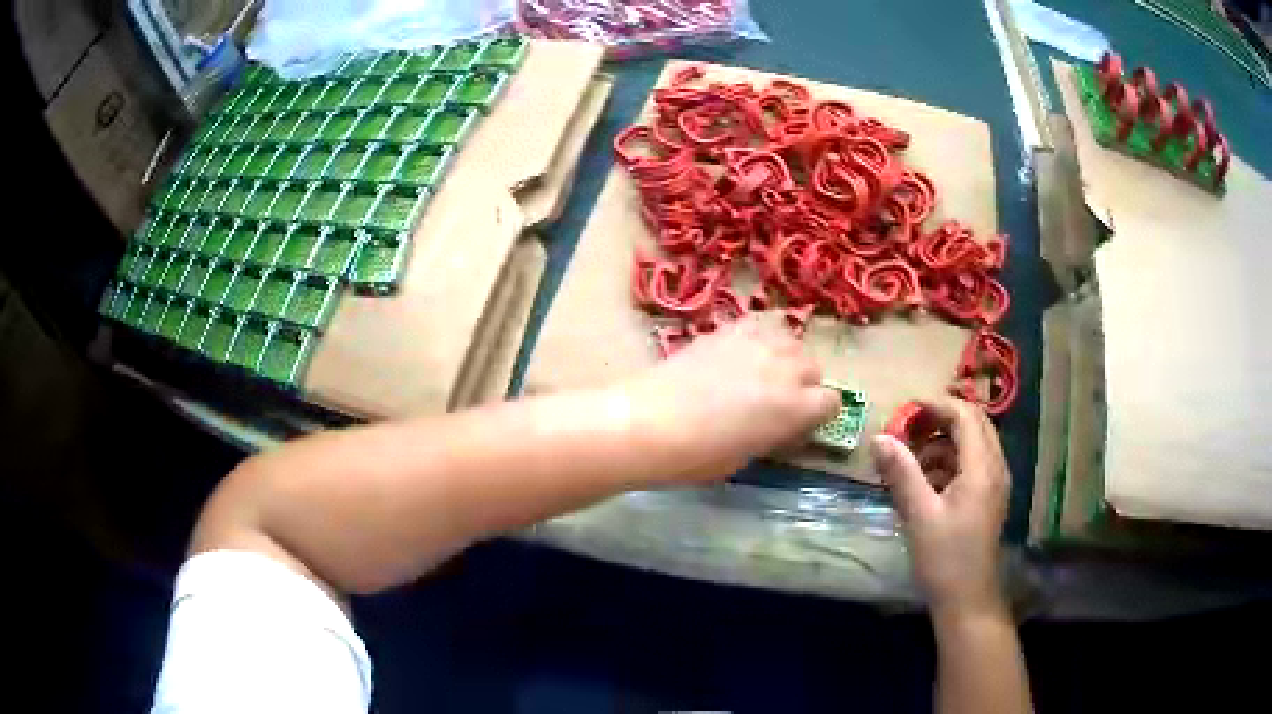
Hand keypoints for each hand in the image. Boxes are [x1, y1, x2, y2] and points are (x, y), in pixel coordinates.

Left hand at [620, 316, 839, 484]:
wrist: (647, 422)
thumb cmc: (696, 456)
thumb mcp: (747, 456)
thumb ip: (775, 433)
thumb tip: (780, 424)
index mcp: (795, 408)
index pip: (832, 402)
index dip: (817, 414)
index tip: (800, 424)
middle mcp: (785, 369)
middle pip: (813, 366)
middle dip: (803, 384)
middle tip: (777, 402)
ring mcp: (757, 342)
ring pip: (790, 340)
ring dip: (784, 357)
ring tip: (762, 373)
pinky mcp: (728, 328)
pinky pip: (761, 324)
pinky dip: (760, 337)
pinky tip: (743, 352)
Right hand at [871, 397, 1009, 617]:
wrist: (967, 600)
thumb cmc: (944, 558)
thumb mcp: (919, 515)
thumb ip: (902, 473)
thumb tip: (879, 437)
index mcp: (982, 468)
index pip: (965, 416)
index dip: (937, 405)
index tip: (906, 408)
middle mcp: (995, 468)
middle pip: (974, 424)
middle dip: (941, 420)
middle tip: (908, 429)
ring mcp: (995, 484)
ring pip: (973, 444)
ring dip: (943, 442)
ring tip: (910, 460)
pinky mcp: (988, 498)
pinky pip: (972, 464)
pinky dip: (949, 462)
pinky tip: (925, 482)